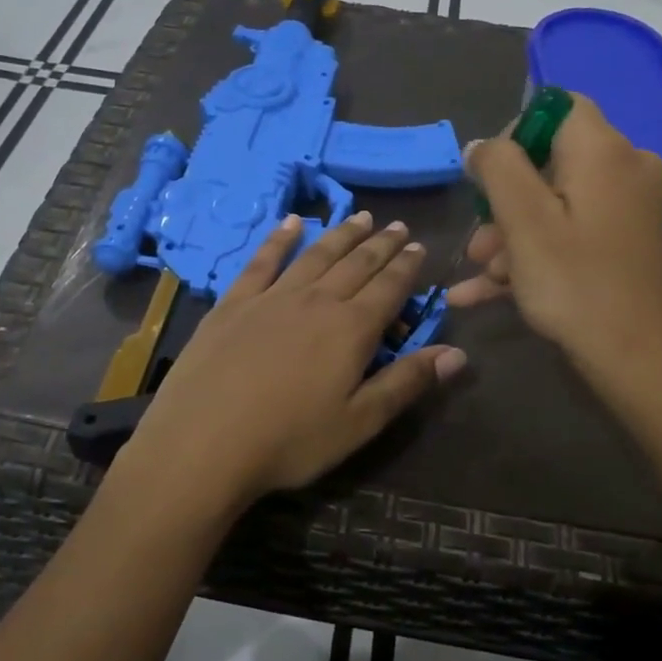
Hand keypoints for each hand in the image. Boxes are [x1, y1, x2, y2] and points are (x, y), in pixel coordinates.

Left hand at [120, 211, 465, 508]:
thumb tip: (458, 353)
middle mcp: (316, 301)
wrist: (203, 442)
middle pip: (356, 264)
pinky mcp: (233, 303)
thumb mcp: (359, 423)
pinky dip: (279, 239)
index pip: (389, 287)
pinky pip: (262, 261)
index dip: (407, 266)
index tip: (419, 246)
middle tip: (397, 226)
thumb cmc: (289, 441)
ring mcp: (272, 297)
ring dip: (341, 235)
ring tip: (360, 218)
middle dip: (381, 244)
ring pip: (315, 255)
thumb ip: (407, 383)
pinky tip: (291, 223)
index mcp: (351, 330)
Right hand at [448, 94, 661, 383]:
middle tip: (477, 244)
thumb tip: (483, 145)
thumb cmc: (575, 284)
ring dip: (512, 236)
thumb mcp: (524, 222)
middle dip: (504, 202)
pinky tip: (486, 291)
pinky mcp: (626, 243)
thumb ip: (498, 167)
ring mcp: (629, 209)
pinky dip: (534, 253)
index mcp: (604, 151)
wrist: (638, 360)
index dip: (514, 135)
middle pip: (551, 162)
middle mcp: (626, 169)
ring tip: (481, 277)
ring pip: (556, 204)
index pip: (556, 108)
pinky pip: (571, 232)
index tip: (486, 181)